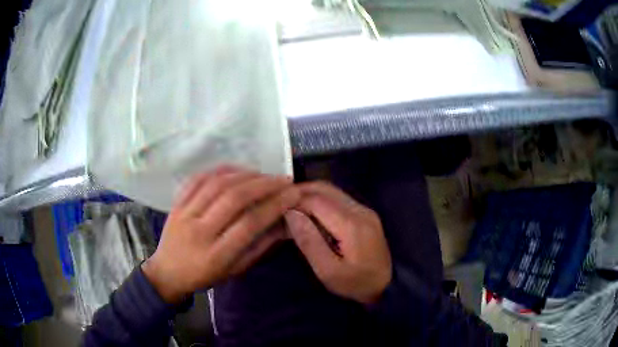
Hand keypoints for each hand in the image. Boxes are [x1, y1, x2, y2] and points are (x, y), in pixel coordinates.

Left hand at [142, 167, 299, 303]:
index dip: (275, 205)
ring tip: (264, 174)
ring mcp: (184, 214)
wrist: (167, 272)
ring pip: (217, 184)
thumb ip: (259, 246)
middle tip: (283, 179)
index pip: (250, 223)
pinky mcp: (176, 203)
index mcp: (216, 255)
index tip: (294, 194)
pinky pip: (198, 179)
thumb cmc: (205, 276)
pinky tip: (237, 170)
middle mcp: (199, 231)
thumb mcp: (235, 270)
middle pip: (234, 199)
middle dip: (264, 184)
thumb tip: (284, 222)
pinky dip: (220, 170)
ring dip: (245, 174)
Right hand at [285, 182, 391, 303]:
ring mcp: (364, 210)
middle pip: (325, 189)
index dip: (294, 201)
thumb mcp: (328, 271)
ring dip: (310, 196)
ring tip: (292, 208)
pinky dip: (320, 201)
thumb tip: (291, 214)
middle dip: (300, 193)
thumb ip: (310, 242)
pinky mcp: (365, 214)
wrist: (387, 286)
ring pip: (331, 191)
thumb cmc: (356, 284)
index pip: (316, 200)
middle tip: (281, 205)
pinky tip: (310, 214)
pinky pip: (338, 199)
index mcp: (351, 225)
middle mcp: (360, 210)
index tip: (277, 210)